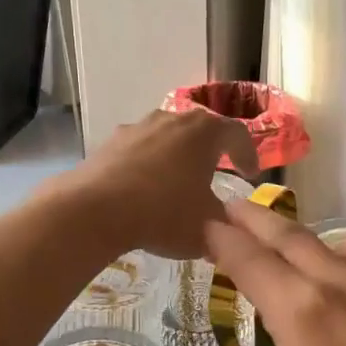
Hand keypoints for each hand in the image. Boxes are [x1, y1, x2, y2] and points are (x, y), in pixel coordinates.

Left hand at [58, 110, 257, 259]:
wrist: (95, 210)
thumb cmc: (163, 213)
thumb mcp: (207, 226)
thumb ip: (225, 223)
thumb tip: (229, 226)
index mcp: (205, 132)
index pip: (238, 134)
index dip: (248, 154)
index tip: (250, 175)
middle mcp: (173, 119)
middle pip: (201, 129)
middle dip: (211, 150)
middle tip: (217, 171)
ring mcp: (138, 127)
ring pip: (168, 137)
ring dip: (177, 155)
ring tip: (177, 182)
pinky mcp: (110, 142)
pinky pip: (140, 150)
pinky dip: (148, 165)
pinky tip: (143, 190)